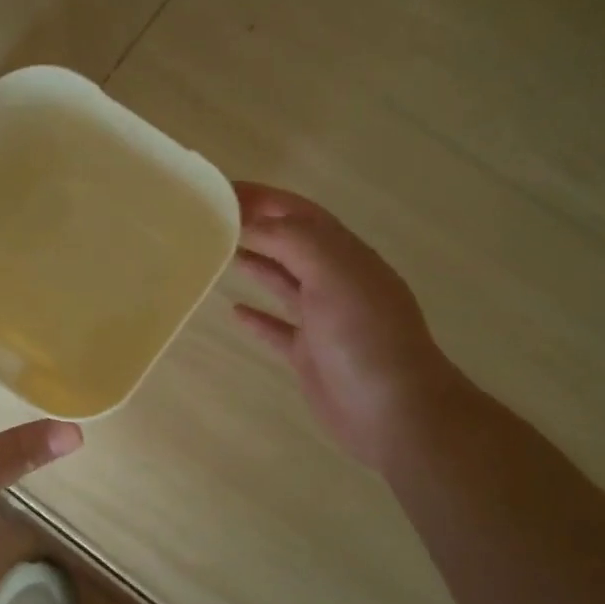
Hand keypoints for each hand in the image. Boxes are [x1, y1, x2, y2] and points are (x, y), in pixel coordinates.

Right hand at [229, 182, 451, 471]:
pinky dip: (257, 317)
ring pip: (284, 281)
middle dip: (255, 226)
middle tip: (210, 219)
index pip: (298, 214)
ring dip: (255, 264)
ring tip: (218, 252)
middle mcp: (336, 281)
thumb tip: (253, 221)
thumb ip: (294, 241)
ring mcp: (324, 319)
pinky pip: (278, 328)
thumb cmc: (365, 338)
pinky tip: (234, 311)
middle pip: (290, 243)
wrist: (394, 412)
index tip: (219, 191)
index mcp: (345, 255)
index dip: (262, 198)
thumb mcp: (334, 275)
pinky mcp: (311, 354)